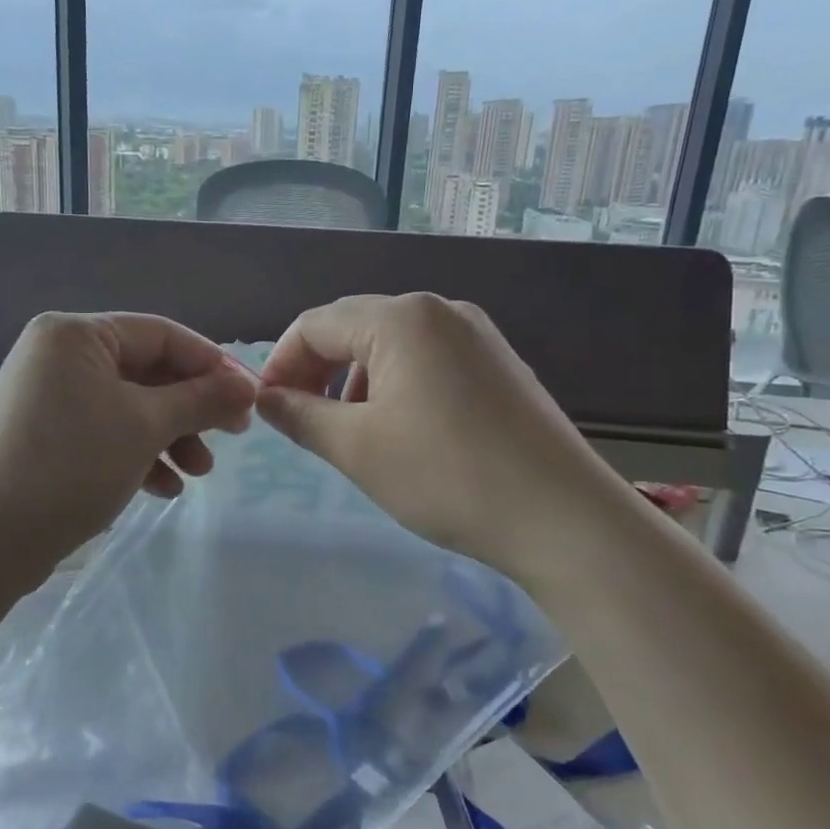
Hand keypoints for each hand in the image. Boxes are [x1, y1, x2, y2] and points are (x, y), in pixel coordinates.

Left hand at [0, 312, 256, 584]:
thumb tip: (247, 387)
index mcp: (75, 334)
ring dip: (169, 436)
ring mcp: (48, 396)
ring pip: (128, 406)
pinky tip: (163, 489)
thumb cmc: (72, 466)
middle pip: (146, 371)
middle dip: (190, 409)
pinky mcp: (44, 434)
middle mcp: (58, 355)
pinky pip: (104, 431)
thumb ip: (200, 399)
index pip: (161, 334)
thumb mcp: (146, 426)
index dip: (211, 364)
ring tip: (199, 474)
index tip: (249, 398)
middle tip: (230, 438)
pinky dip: (138, 454)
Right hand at [255, 293, 626, 576]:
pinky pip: (427, 360)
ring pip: (391, 345)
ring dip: (355, 380)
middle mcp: (440, 310)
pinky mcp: (498, 364)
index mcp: (401, 317)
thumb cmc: (446, 476)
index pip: (315, 324)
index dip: (280, 364)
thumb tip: (266, 398)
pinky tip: (400, 430)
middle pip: (353, 327)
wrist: (563, 518)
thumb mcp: (356, 447)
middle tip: (300, 421)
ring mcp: (476, 335)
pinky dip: (395, 386)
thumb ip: (300, 415)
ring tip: (349, 431)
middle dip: (317, 371)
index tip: (266, 410)